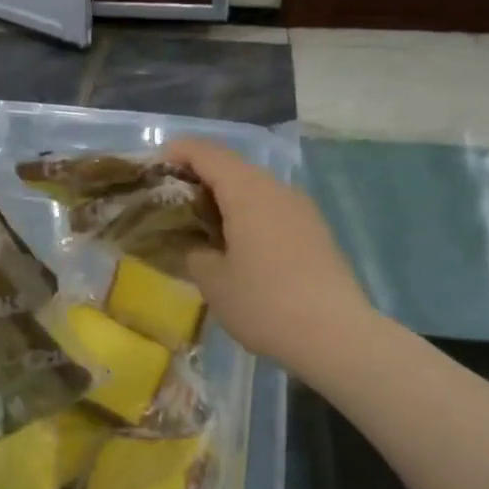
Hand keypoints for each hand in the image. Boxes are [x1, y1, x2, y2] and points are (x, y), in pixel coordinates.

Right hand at [166, 139, 372, 373]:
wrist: (335, 335)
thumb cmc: (264, 304)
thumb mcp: (213, 281)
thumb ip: (195, 252)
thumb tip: (197, 244)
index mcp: (247, 191)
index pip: (207, 153)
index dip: (178, 153)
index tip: (154, 169)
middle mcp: (276, 188)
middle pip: (232, 167)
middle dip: (199, 177)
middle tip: (172, 202)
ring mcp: (300, 208)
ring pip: (254, 188)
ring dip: (225, 197)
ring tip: (201, 225)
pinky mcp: (314, 229)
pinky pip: (272, 208)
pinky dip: (248, 214)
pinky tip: (237, 244)